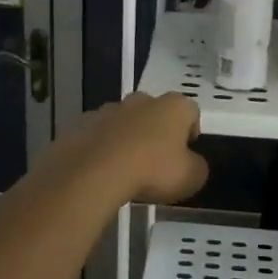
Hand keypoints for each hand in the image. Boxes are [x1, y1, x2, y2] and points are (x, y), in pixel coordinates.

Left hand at [39, 93, 207, 206]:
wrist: (93, 172)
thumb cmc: (151, 171)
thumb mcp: (191, 178)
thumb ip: (197, 166)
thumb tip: (192, 163)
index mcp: (172, 107)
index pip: (190, 110)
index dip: (191, 129)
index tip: (187, 149)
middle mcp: (141, 100)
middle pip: (154, 110)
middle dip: (156, 129)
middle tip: (156, 158)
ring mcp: (107, 109)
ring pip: (123, 121)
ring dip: (127, 137)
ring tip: (125, 167)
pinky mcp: (81, 124)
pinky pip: (97, 134)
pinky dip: (101, 147)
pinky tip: (100, 169)